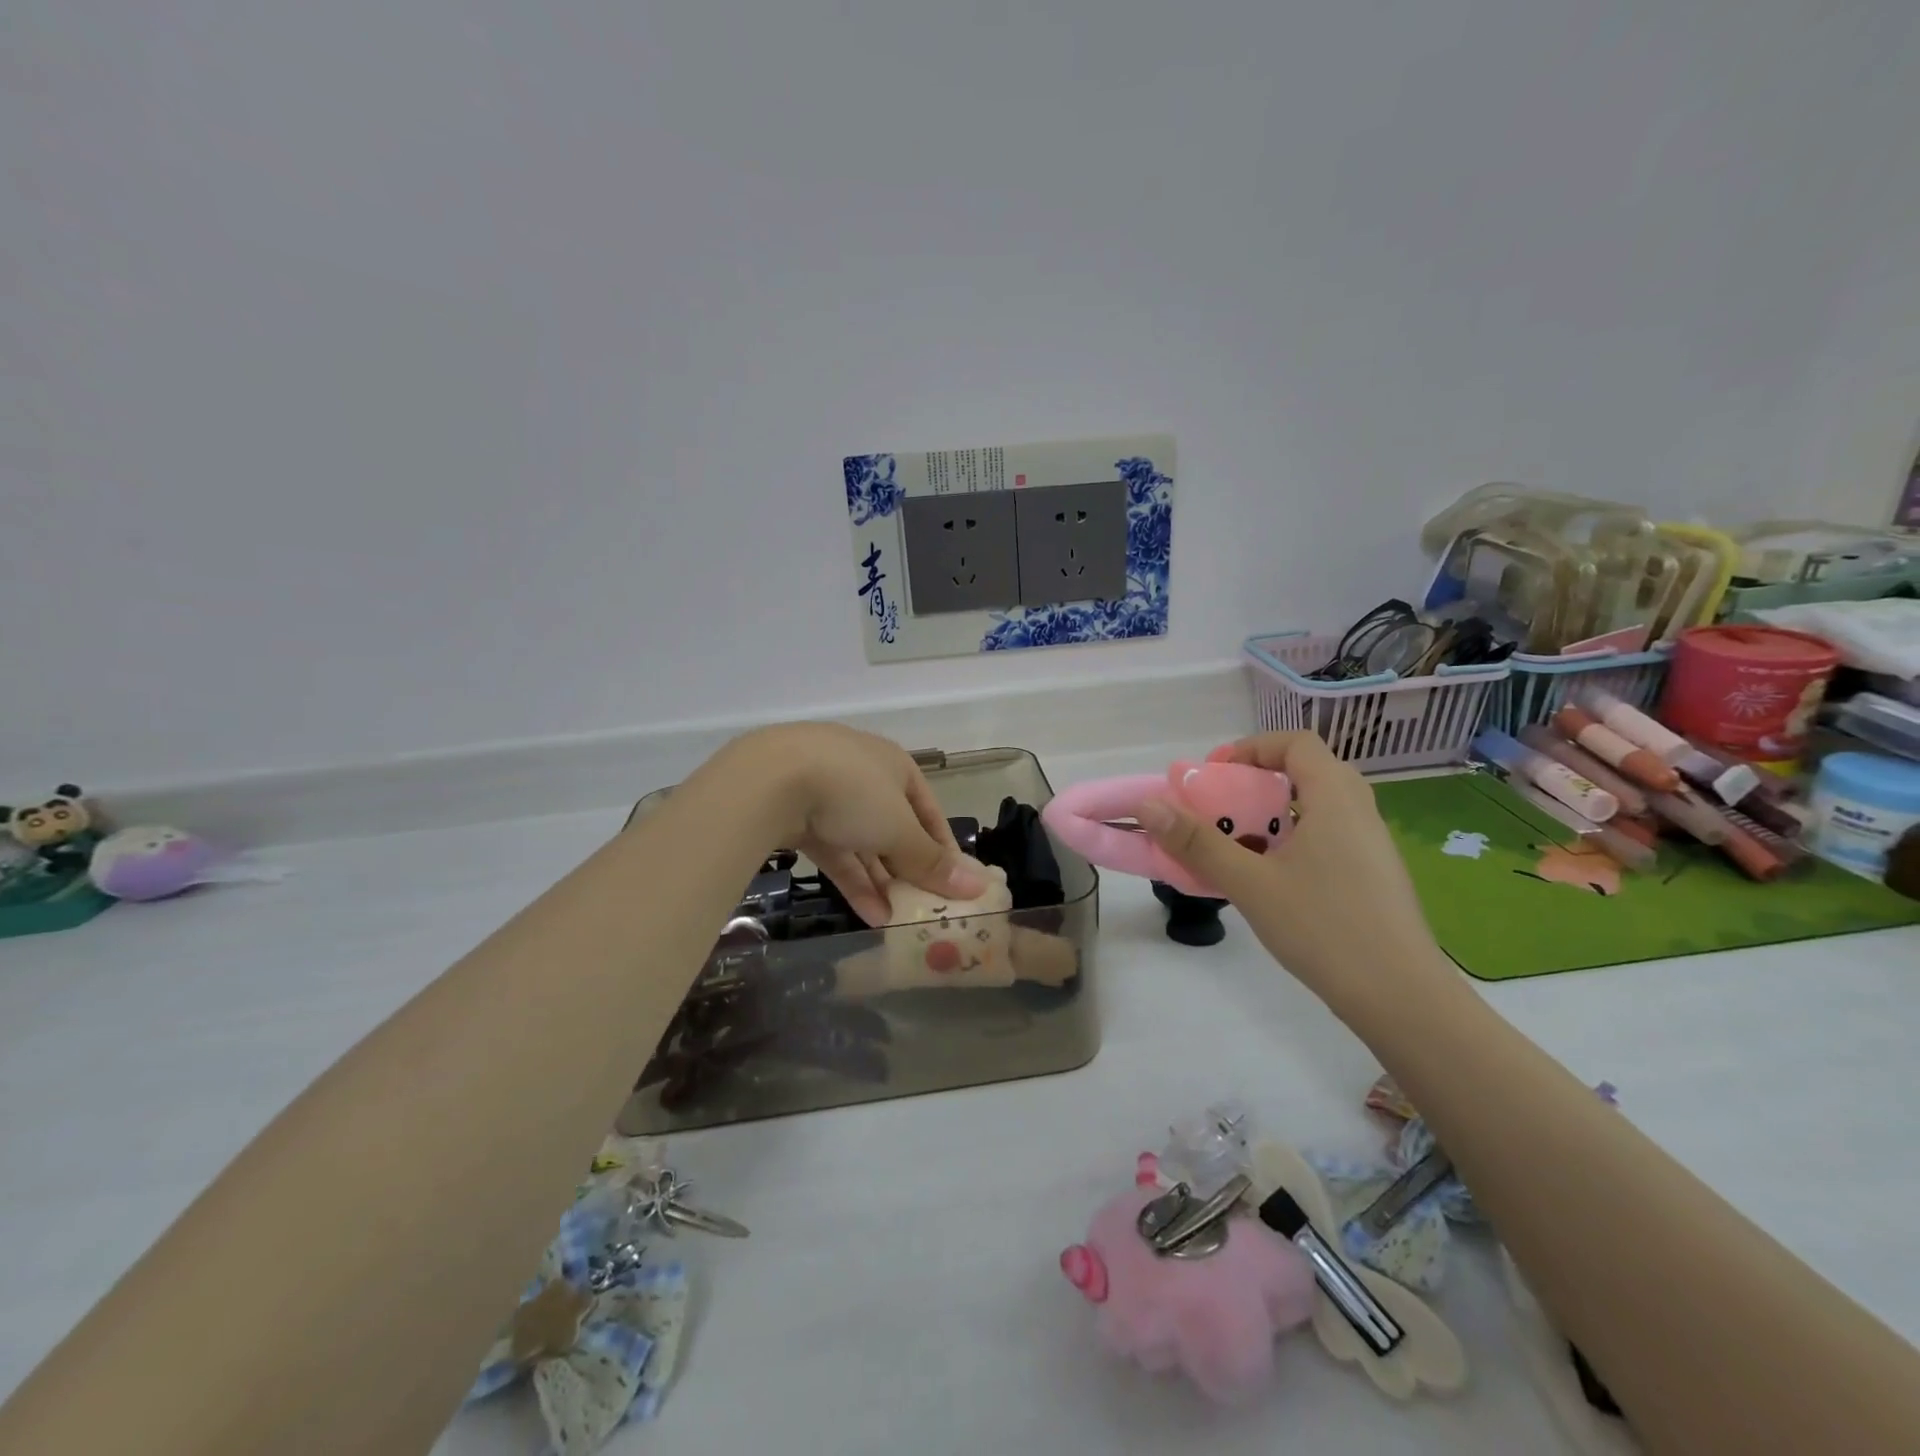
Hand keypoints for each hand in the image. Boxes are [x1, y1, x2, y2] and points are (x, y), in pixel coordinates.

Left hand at [715, 723, 986, 925]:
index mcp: (895, 765)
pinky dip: (852, 880)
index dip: (944, 848)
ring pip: (862, 843)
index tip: (955, 884)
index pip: (929, 810)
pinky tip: (869, 916)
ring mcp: (826, 794)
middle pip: (895, 827)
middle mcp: (864, 775)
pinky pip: (834, 852)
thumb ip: (932, 861)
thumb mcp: (899, 830)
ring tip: (898, 922)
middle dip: (908, 869)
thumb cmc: (852, 793)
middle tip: (924, 907)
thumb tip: (977, 887)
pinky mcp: (797, 816)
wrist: (768, 780)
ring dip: (881, 882)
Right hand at [1139, 732, 1445, 1004]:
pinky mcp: (1372, 876)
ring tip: (1238, 847)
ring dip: (1271, 817)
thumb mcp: (1250, 883)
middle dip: (1256, 784)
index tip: (1216, 775)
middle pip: (1305, 773)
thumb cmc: (1324, 928)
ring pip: (1315, 810)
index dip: (1251, 748)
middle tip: (1222, 809)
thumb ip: (1198, 842)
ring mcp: (1370, 846)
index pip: (1296, 743)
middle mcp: (1359, 811)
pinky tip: (1269, 881)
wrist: (1402, 998)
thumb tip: (1148, 805)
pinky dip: (1291, 842)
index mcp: (1335, 798)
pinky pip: (1326, 838)